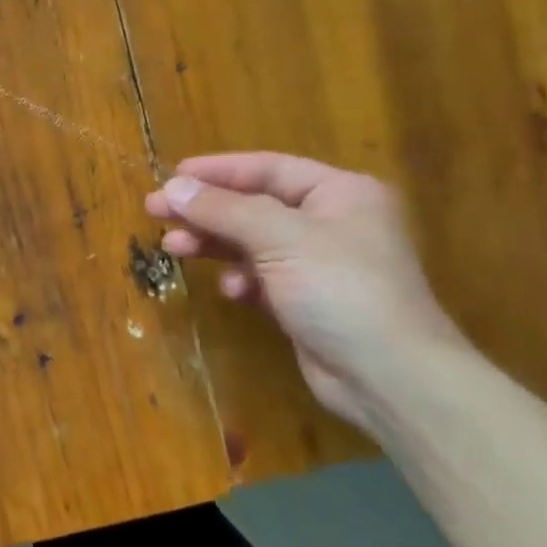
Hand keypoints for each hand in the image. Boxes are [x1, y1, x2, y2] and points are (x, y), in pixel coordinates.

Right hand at [145, 153, 470, 432]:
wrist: (390, 378)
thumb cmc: (341, 289)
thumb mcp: (280, 238)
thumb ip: (223, 209)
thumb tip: (172, 187)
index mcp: (340, 193)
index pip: (268, 168)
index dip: (218, 171)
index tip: (172, 176)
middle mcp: (331, 222)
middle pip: (253, 205)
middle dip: (205, 210)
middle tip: (156, 211)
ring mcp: (318, 264)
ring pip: (251, 242)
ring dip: (213, 244)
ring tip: (173, 248)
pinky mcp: (306, 301)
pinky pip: (261, 277)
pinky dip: (241, 279)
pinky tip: (231, 290)